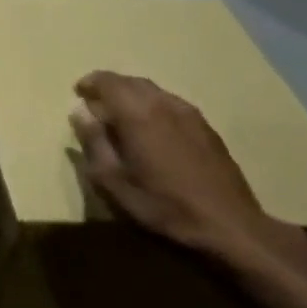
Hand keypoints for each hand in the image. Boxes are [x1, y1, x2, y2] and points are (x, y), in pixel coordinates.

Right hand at [69, 71, 306, 275]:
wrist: (228, 226)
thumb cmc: (162, 206)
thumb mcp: (113, 182)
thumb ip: (94, 142)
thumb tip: (79, 112)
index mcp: (138, 114)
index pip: (108, 82)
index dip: (90, 83)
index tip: (78, 93)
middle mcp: (164, 104)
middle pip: (131, 82)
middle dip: (110, 87)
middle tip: (95, 104)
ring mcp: (190, 114)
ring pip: (154, 91)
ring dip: (132, 95)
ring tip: (120, 116)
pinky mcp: (206, 128)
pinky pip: (171, 104)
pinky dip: (153, 106)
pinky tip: (151, 129)